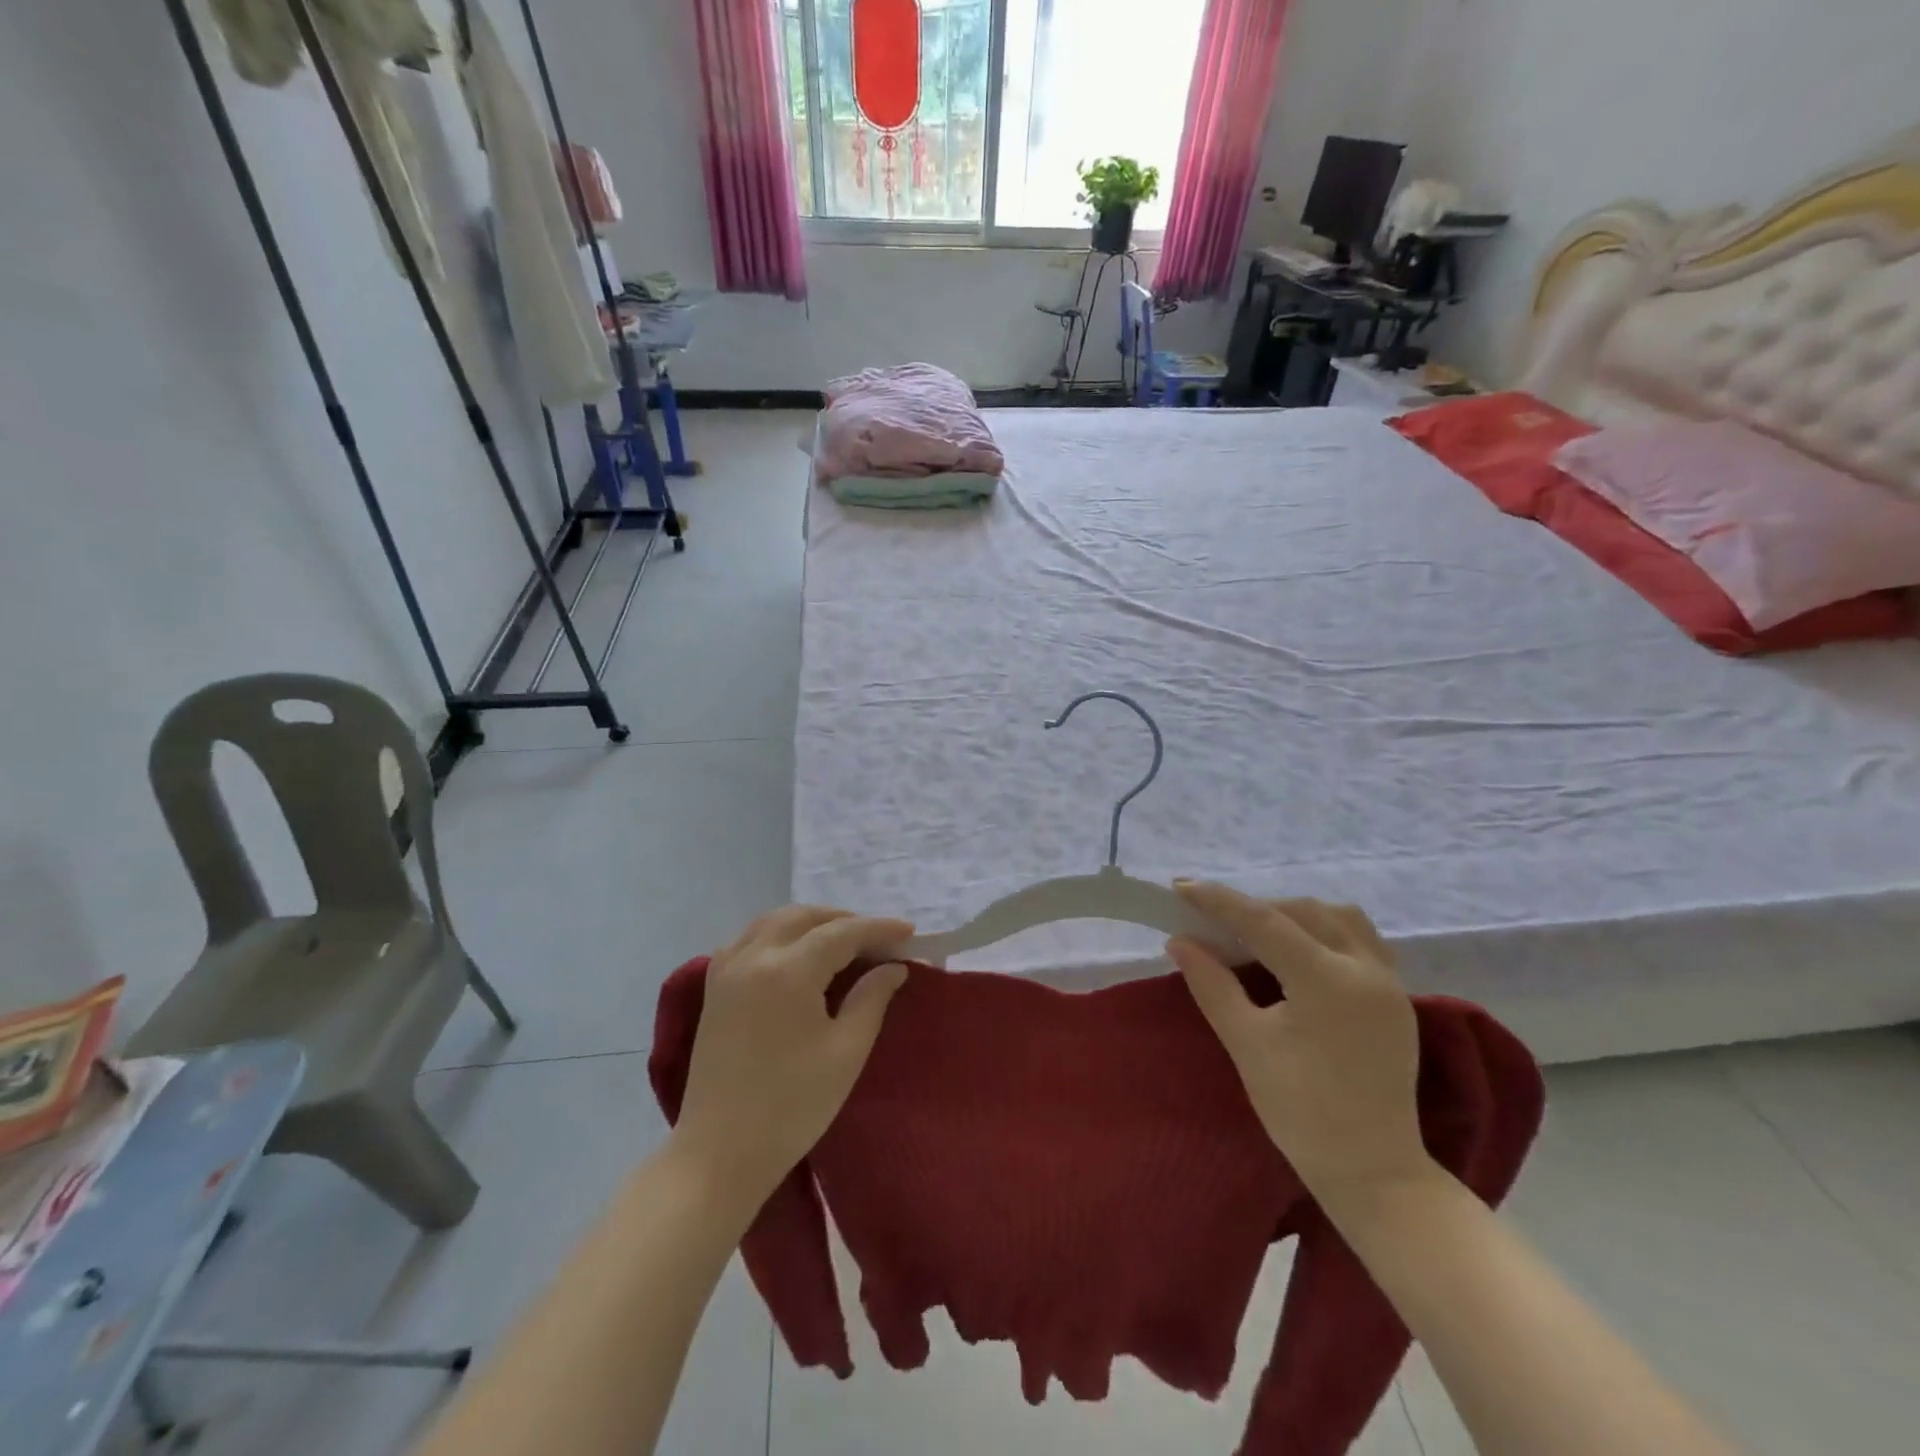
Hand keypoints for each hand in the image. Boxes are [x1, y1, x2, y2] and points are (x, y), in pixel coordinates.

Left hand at [674, 906, 913, 1203]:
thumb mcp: (846, 1052)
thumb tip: (893, 967)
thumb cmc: (792, 1107)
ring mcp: (727, 970)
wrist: (720, 1154)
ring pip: (774, 921)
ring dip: (811, 922)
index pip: (842, 933)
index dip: (879, 929)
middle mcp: (754, 956)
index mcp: (788, 971)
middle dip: (845, 921)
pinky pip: (748, 939)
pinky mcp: (713, 988)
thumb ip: (872, 999)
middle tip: (878, 940)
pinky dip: (777, 934)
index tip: (910, 933)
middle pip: (805, 917)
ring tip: (842, 941)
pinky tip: (794, 953)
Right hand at [1167, 882, 1433, 1207]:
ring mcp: (1388, 981)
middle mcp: (1365, 968)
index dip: (1220, 901)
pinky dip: (1325, 929)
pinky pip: (1361, 938)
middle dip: (1253, 907)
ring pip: (1337, 917)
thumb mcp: (1247, 1043)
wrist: (1373, 1171)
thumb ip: (1212, 984)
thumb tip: (1180, 941)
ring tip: (1256, 930)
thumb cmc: (1302, 1112)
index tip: (1181, 887)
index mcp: (1328, 981)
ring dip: (1293, 913)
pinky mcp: (1396, 997)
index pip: (1265, 921)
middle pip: (1302, 911)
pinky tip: (1300, 948)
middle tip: (1211, 918)